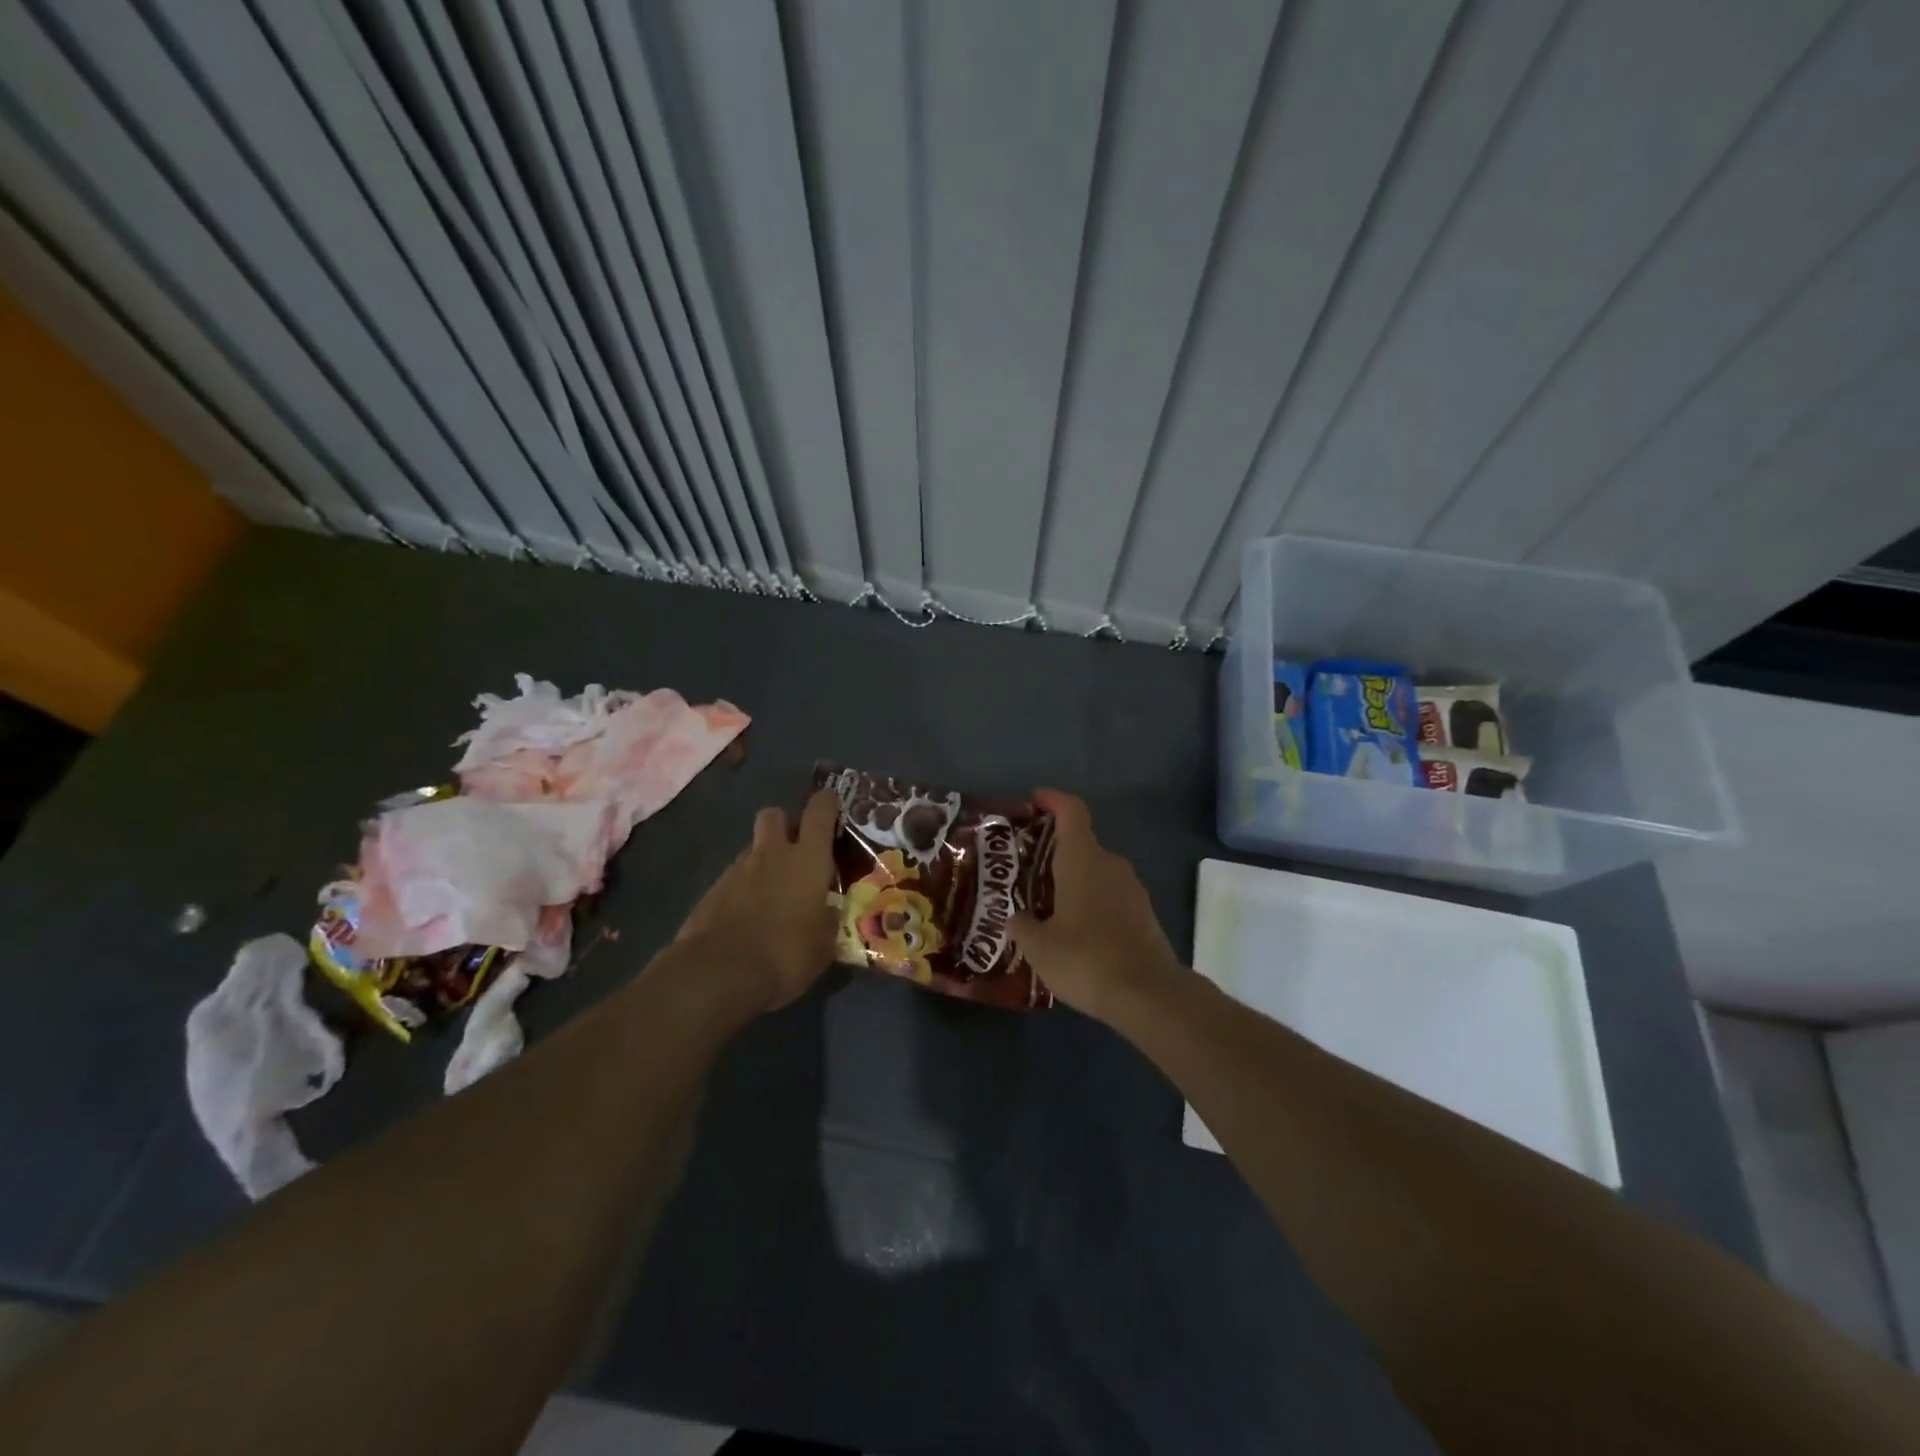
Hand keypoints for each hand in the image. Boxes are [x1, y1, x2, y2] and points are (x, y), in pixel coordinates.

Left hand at [674, 789, 840, 1011]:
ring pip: (753, 849)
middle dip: (784, 825)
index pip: (819, 811)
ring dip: (763, 861)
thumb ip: (828, 919)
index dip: (827, 803)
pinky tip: (748, 917)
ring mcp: (737, 870)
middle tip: (796, 851)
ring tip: (773, 894)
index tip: (832, 808)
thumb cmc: (786, 953)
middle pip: (774, 815)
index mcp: (808, 859)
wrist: (719, 973)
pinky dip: (742, 889)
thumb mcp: (824, 944)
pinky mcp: (712, 891)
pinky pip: (733, 878)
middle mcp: (772, 854)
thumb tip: (829, 911)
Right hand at [1010, 789, 1187, 1020]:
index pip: (1071, 811)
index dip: (1053, 800)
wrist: (1148, 994)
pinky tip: (1075, 932)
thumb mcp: (1038, 946)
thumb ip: (1022, 925)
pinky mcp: (1144, 913)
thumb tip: (1017, 917)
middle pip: (1081, 843)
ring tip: (1046, 907)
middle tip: (1026, 871)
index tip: (1034, 800)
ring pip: (1096, 872)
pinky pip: (1110, 896)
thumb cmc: (1086, 958)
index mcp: (1083, 860)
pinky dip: (1091, 902)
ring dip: (1073, 881)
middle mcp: (1110, 864)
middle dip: (1054, 852)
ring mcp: (1132, 889)